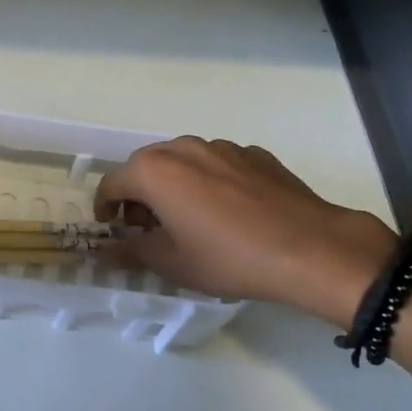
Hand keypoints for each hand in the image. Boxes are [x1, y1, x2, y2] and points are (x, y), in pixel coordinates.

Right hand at [94, 137, 396, 322]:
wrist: (310, 248)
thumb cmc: (228, 257)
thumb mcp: (172, 263)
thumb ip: (130, 252)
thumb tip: (102, 252)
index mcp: (154, 170)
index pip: (112, 184)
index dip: (105, 209)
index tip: (113, 231)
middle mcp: (183, 148)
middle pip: (145, 167)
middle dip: (138, 196)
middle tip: (149, 230)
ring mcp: (222, 147)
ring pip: (182, 162)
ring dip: (173, 186)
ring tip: (189, 221)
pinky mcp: (253, 154)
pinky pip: (216, 165)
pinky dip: (208, 183)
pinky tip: (228, 214)